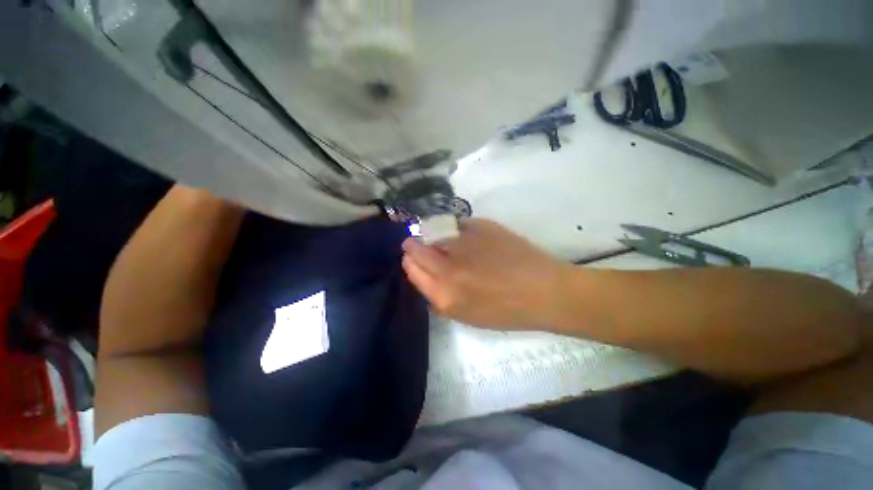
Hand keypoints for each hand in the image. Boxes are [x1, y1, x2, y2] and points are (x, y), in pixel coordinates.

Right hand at [402, 219, 567, 329]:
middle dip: (414, 245)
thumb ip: (439, 298)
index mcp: (444, 293)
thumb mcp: (466, 316)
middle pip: (416, 247)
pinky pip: (458, 224)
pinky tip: (471, 237)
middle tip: (419, 244)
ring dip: (437, 237)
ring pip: (435, 233)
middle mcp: (448, 266)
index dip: (410, 261)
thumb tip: (425, 276)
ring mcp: (464, 243)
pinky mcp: (481, 226)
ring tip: (451, 243)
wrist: (543, 291)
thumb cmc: (506, 311)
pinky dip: (458, 230)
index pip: (412, 269)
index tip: (413, 258)